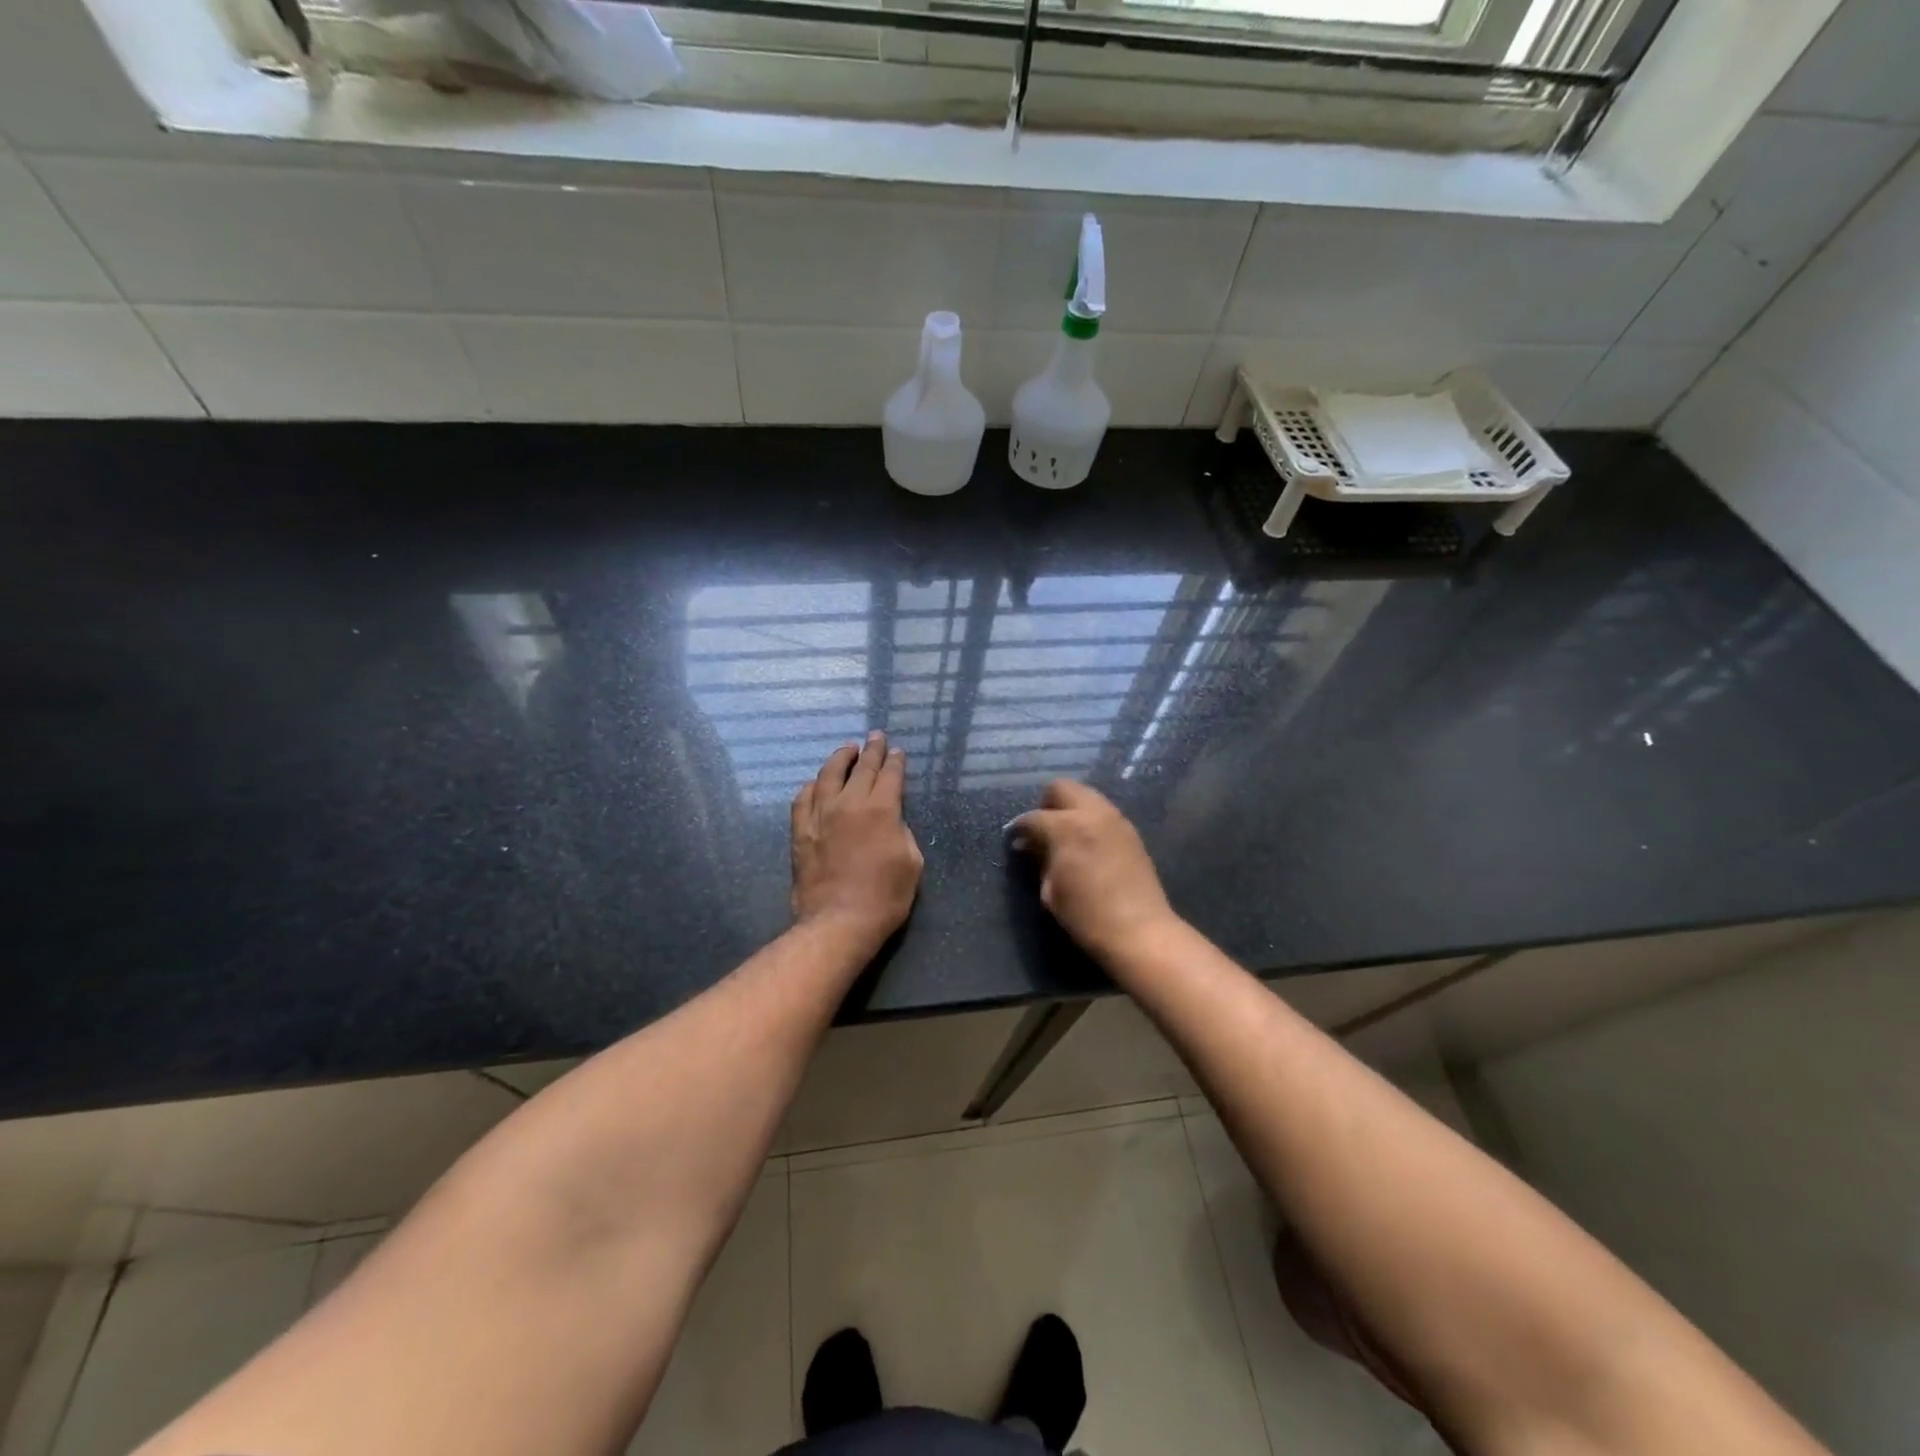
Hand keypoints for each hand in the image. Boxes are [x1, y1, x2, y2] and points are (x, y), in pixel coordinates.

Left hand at [791, 732, 923, 948]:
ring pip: (828, 774)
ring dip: (840, 758)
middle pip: (861, 767)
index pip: (890, 774)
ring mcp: (821, 815)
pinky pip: (803, 798)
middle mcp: (849, 802)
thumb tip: (890, 821)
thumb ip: (902, 832)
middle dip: (871, 750)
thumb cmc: (885, 896)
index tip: (896, 751)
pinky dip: (812, 785)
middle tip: (876, 737)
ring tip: (847, 749)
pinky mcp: (800, 831)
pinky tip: (816, 782)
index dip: (895, 761)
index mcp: (882, 808)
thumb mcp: (912, 862)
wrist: (840, 921)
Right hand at [1012, 780, 1178, 960]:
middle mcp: (1092, 812)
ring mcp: (1116, 819)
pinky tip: (1086, 844)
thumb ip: (1040, 859)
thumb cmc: (1087, 915)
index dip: (1019, 829)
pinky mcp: (1131, 832)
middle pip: (1062, 788)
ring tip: (1064, 836)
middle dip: (1046, 804)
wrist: (1140, 931)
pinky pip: (1103, 813)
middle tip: (1041, 830)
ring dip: (1071, 809)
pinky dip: (1090, 820)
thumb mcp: (1051, 890)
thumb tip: (1030, 845)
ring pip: (1086, 796)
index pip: (1033, 817)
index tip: (1015, 841)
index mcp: (1067, 826)